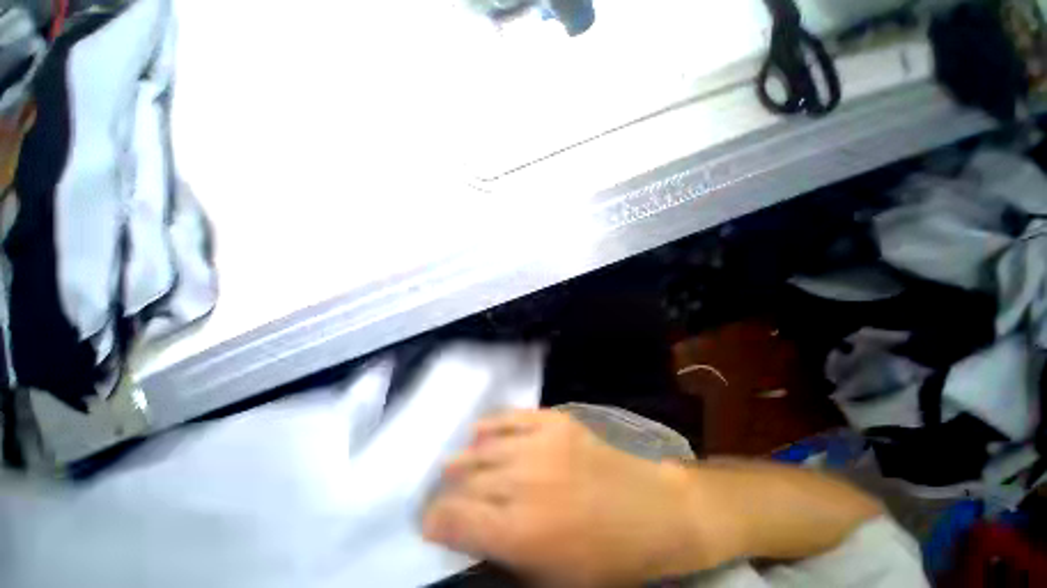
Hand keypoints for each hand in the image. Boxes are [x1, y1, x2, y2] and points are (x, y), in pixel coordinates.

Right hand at [422, 410, 731, 586]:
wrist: (650, 509)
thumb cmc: (604, 557)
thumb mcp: (548, 577)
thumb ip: (501, 552)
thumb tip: (467, 529)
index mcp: (520, 532)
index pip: (455, 519)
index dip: (433, 520)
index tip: (427, 521)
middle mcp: (522, 482)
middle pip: (466, 480)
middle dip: (447, 490)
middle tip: (442, 493)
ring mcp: (539, 445)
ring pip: (483, 447)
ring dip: (464, 459)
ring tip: (455, 465)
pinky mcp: (554, 421)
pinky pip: (510, 418)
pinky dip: (490, 426)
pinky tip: (479, 432)